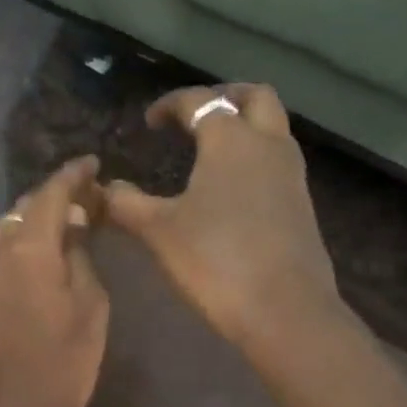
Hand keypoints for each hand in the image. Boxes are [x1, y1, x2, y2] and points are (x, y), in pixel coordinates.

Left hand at [0, 156, 109, 406]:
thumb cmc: (63, 363)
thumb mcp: (90, 306)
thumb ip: (79, 257)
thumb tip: (72, 227)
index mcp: (27, 247)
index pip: (51, 193)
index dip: (74, 175)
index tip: (94, 164)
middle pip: (26, 208)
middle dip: (56, 197)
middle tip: (89, 199)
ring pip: (12, 231)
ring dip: (39, 222)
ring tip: (71, 226)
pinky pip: (4, 256)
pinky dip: (27, 246)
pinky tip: (49, 257)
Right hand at [105, 84, 339, 352]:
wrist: (283, 309)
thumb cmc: (215, 261)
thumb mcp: (159, 232)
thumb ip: (127, 204)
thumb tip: (104, 188)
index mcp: (231, 140)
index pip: (200, 102)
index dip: (171, 104)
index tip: (150, 121)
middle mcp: (268, 145)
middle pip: (254, 97)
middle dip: (224, 97)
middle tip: (196, 117)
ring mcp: (292, 176)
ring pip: (273, 129)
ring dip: (245, 126)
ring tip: (212, 151)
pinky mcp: (302, 206)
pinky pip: (279, 163)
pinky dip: (256, 159)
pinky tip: (233, 191)